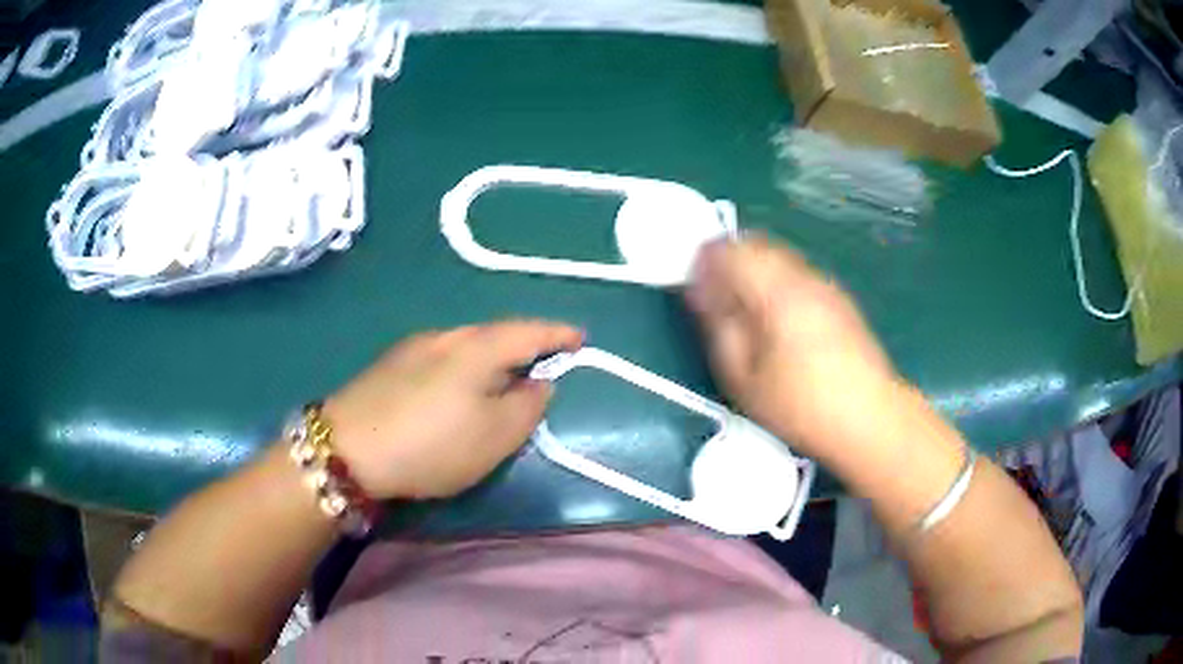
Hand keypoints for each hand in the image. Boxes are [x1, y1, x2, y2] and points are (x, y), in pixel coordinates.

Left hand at [323, 321, 582, 498]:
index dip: (558, 334)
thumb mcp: (494, 437)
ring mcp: (414, 347)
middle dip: (524, 344)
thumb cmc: (431, 445)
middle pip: (495, 333)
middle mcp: (446, 336)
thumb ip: (527, 406)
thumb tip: (539, 383)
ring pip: (466, 344)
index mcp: (477, 348)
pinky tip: (457, 389)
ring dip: (492, 357)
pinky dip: (464, 367)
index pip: (528, 331)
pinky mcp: (391, 365)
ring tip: (502, 380)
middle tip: (543, 365)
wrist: (346, 449)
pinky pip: (443, 356)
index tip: (580, 338)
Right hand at [685, 235, 899, 460]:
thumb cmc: (801, 405)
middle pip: (756, 244)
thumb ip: (719, 326)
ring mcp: (825, 284)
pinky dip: (777, 282)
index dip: (704, 259)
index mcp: (776, 290)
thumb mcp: (743, 377)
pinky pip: (797, 273)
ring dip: (754, 270)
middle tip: (716, 297)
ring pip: (779, 257)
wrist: (870, 418)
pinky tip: (779, 320)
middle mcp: (802, 275)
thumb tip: (700, 290)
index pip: (730, 249)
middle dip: (729, 260)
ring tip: (745, 311)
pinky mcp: (839, 298)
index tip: (693, 284)